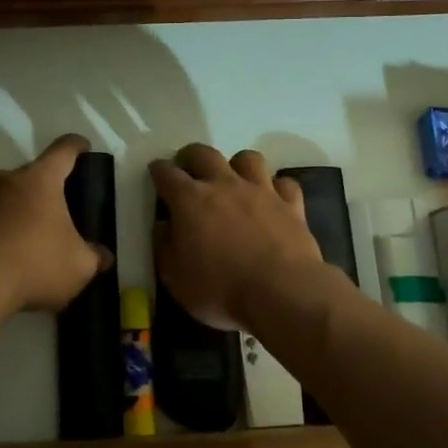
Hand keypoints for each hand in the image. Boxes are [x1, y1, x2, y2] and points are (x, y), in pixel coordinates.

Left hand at [0, 134, 110, 312]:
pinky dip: (10, 227)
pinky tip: (19, 253)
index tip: (85, 149)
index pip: (64, 149)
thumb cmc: (36, 262)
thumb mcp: (80, 265)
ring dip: (27, 208)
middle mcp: (10, 179)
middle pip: (36, 172)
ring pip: (13, 194)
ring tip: (41, 234)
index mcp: (41, 178)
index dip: (77, 146)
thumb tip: (103, 256)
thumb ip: (95, 257)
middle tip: (67, 208)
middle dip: (52, 186)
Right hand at [149, 144, 324, 331]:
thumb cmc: (220, 289)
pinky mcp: (291, 204)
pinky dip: (276, 187)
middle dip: (191, 156)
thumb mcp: (175, 278)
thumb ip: (164, 247)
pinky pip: (284, 183)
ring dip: (237, 165)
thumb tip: (164, 226)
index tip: (156, 172)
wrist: (281, 293)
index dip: (158, 170)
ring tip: (234, 179)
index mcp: (190, 200)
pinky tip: (273, 199)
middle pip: (204, 154)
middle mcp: (224, 185)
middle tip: (189, 169)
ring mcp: (261, 191)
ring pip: (248, 159)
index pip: (167, 173)